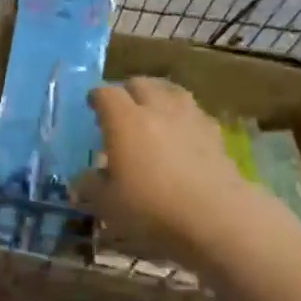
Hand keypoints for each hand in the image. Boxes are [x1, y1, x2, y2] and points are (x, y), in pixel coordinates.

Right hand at [78, 77, 257, 271]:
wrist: (217, 217)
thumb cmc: (153, 209)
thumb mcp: (108, 205)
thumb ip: (92, 187)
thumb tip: (83, 179)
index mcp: (124, 119)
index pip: (105, 93)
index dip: (96, 98)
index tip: (92, 107)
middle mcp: (155, 107)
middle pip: (139, 83)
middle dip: (127, 91)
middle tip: (123, 110)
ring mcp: (189, 116)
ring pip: (171, 91)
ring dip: (159, 96)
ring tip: (155, 112)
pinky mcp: (215, 132)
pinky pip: (194, 112)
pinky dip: (184, 116)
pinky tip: (183, 133)